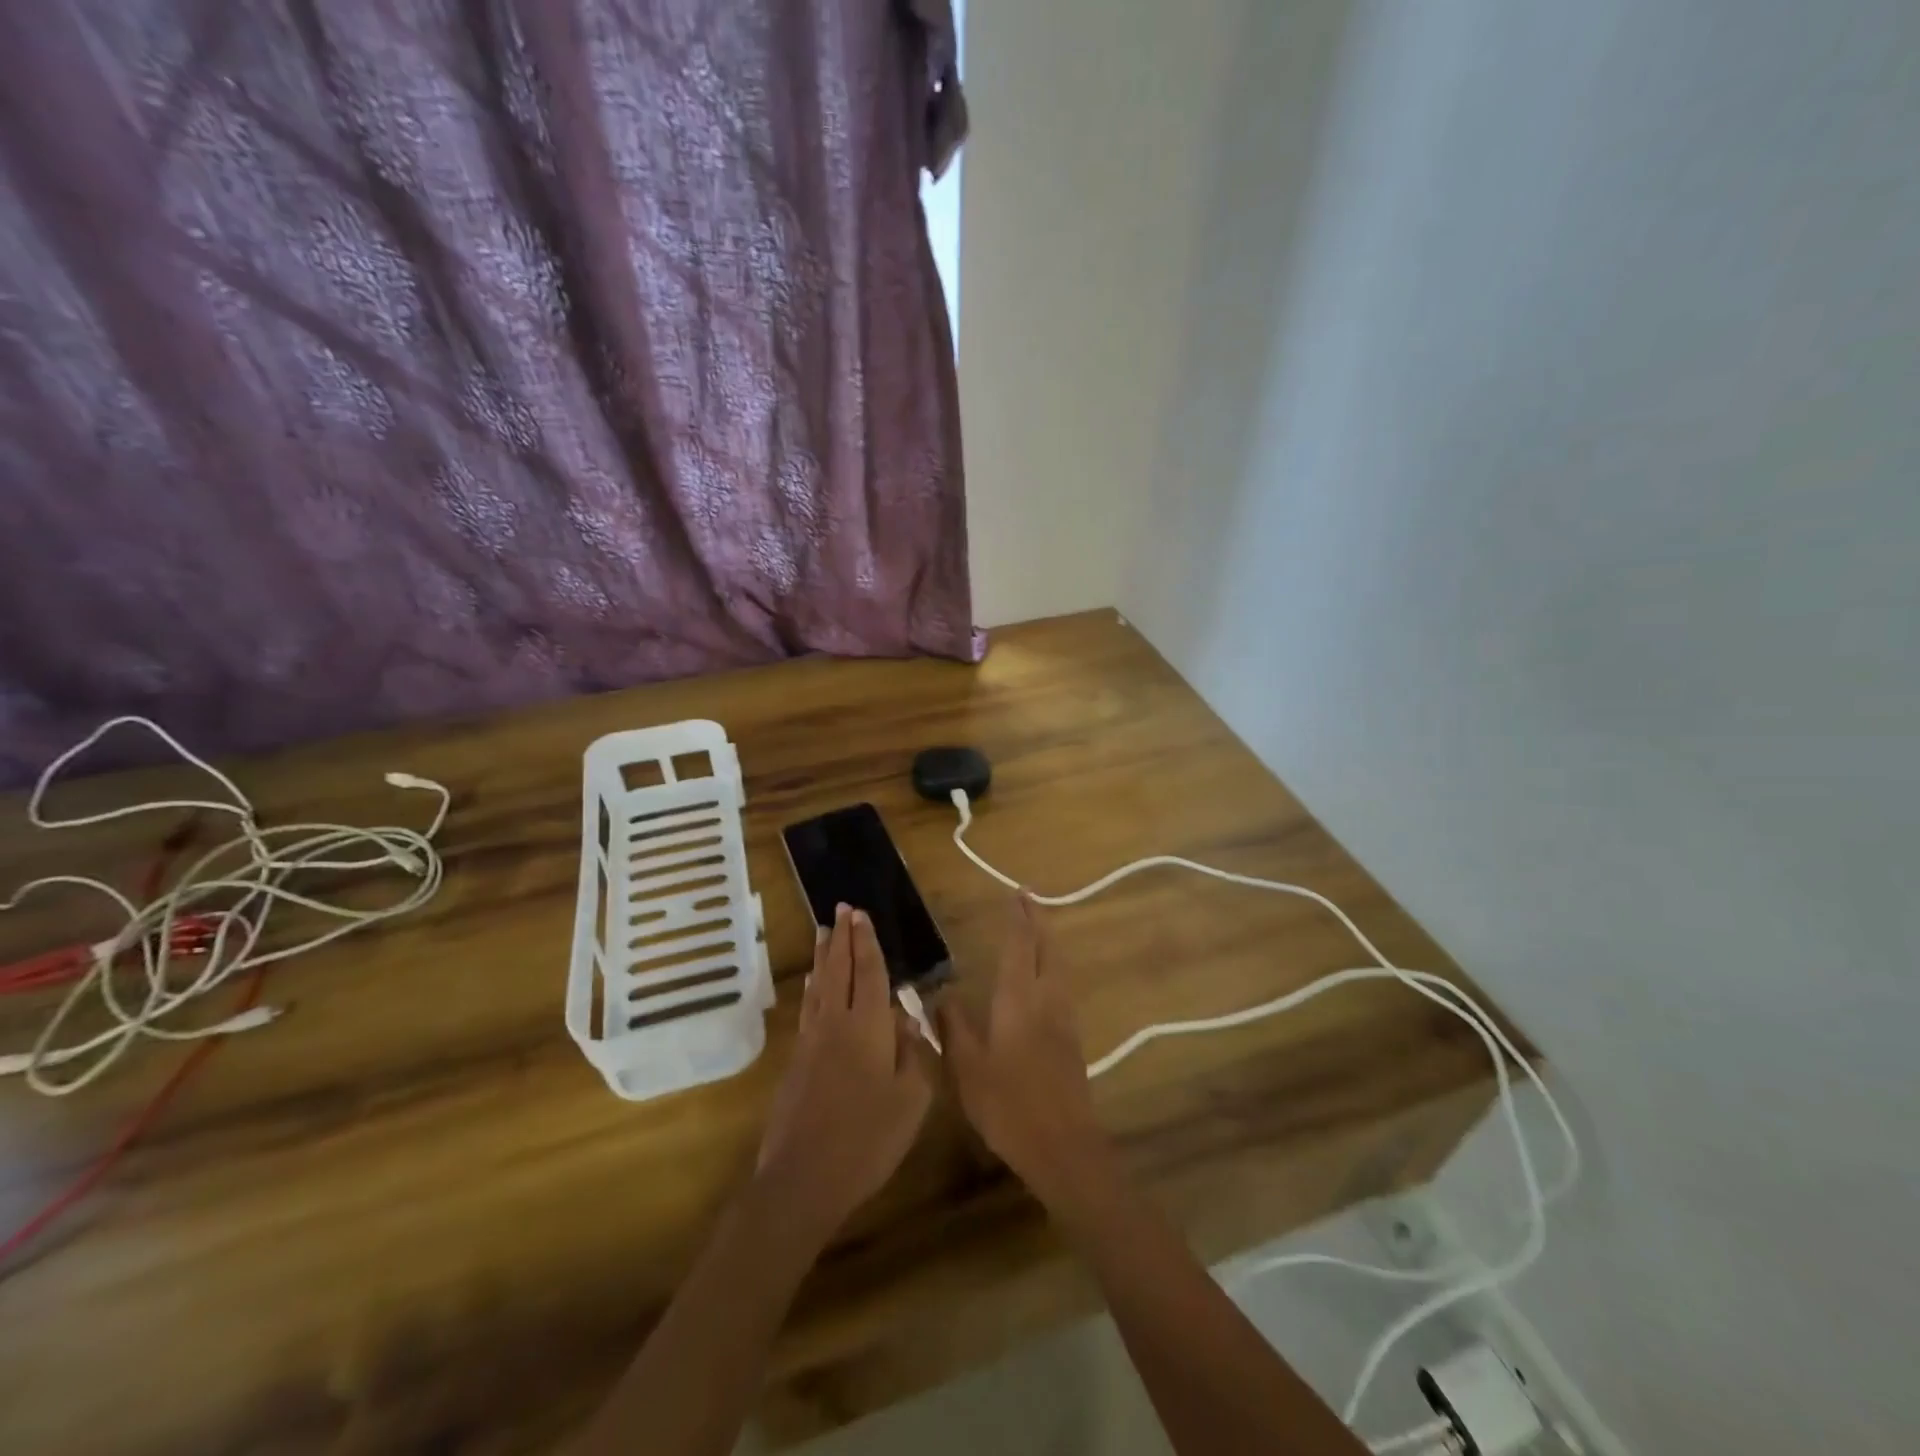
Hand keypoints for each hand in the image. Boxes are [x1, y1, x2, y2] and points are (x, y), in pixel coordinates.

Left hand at [755, 905, 935, 1245]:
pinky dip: (812, 987)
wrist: (804, 1178)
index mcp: (867, 1026)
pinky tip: (812, 984)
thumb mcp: (912, 1099)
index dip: (867, 942)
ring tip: (825, 932)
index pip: (868, 972)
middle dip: (843, 938)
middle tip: (842, 909)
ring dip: (824, 956)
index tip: (861, 914)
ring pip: (819, 985)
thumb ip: (913, 1052)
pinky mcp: (796, 1061)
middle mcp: (835, 1022)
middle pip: (839, 969)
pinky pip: (808, 1008)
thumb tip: (906, 1019)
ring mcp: (811, 1041)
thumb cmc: (868, 1139)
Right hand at [934, 894, 1106, 1208]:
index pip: (1021, 946)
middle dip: (1039, 922)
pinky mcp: (1073, 1039)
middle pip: (1048, 949)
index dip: (1020, 919)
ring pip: (1059, 967)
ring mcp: (1064, 1018)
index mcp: (1019, 999)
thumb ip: (955, 1026)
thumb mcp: (967, 1067)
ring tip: (1036, 931)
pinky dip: (1053, 968)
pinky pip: (1062, 987)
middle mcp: (1046, 999)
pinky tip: (1044, 980)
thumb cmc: (1009, 1104)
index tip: (1018, 895)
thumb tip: (942, 993)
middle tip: (1029, 901)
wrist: (1063, 1145)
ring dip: (1048, 943)